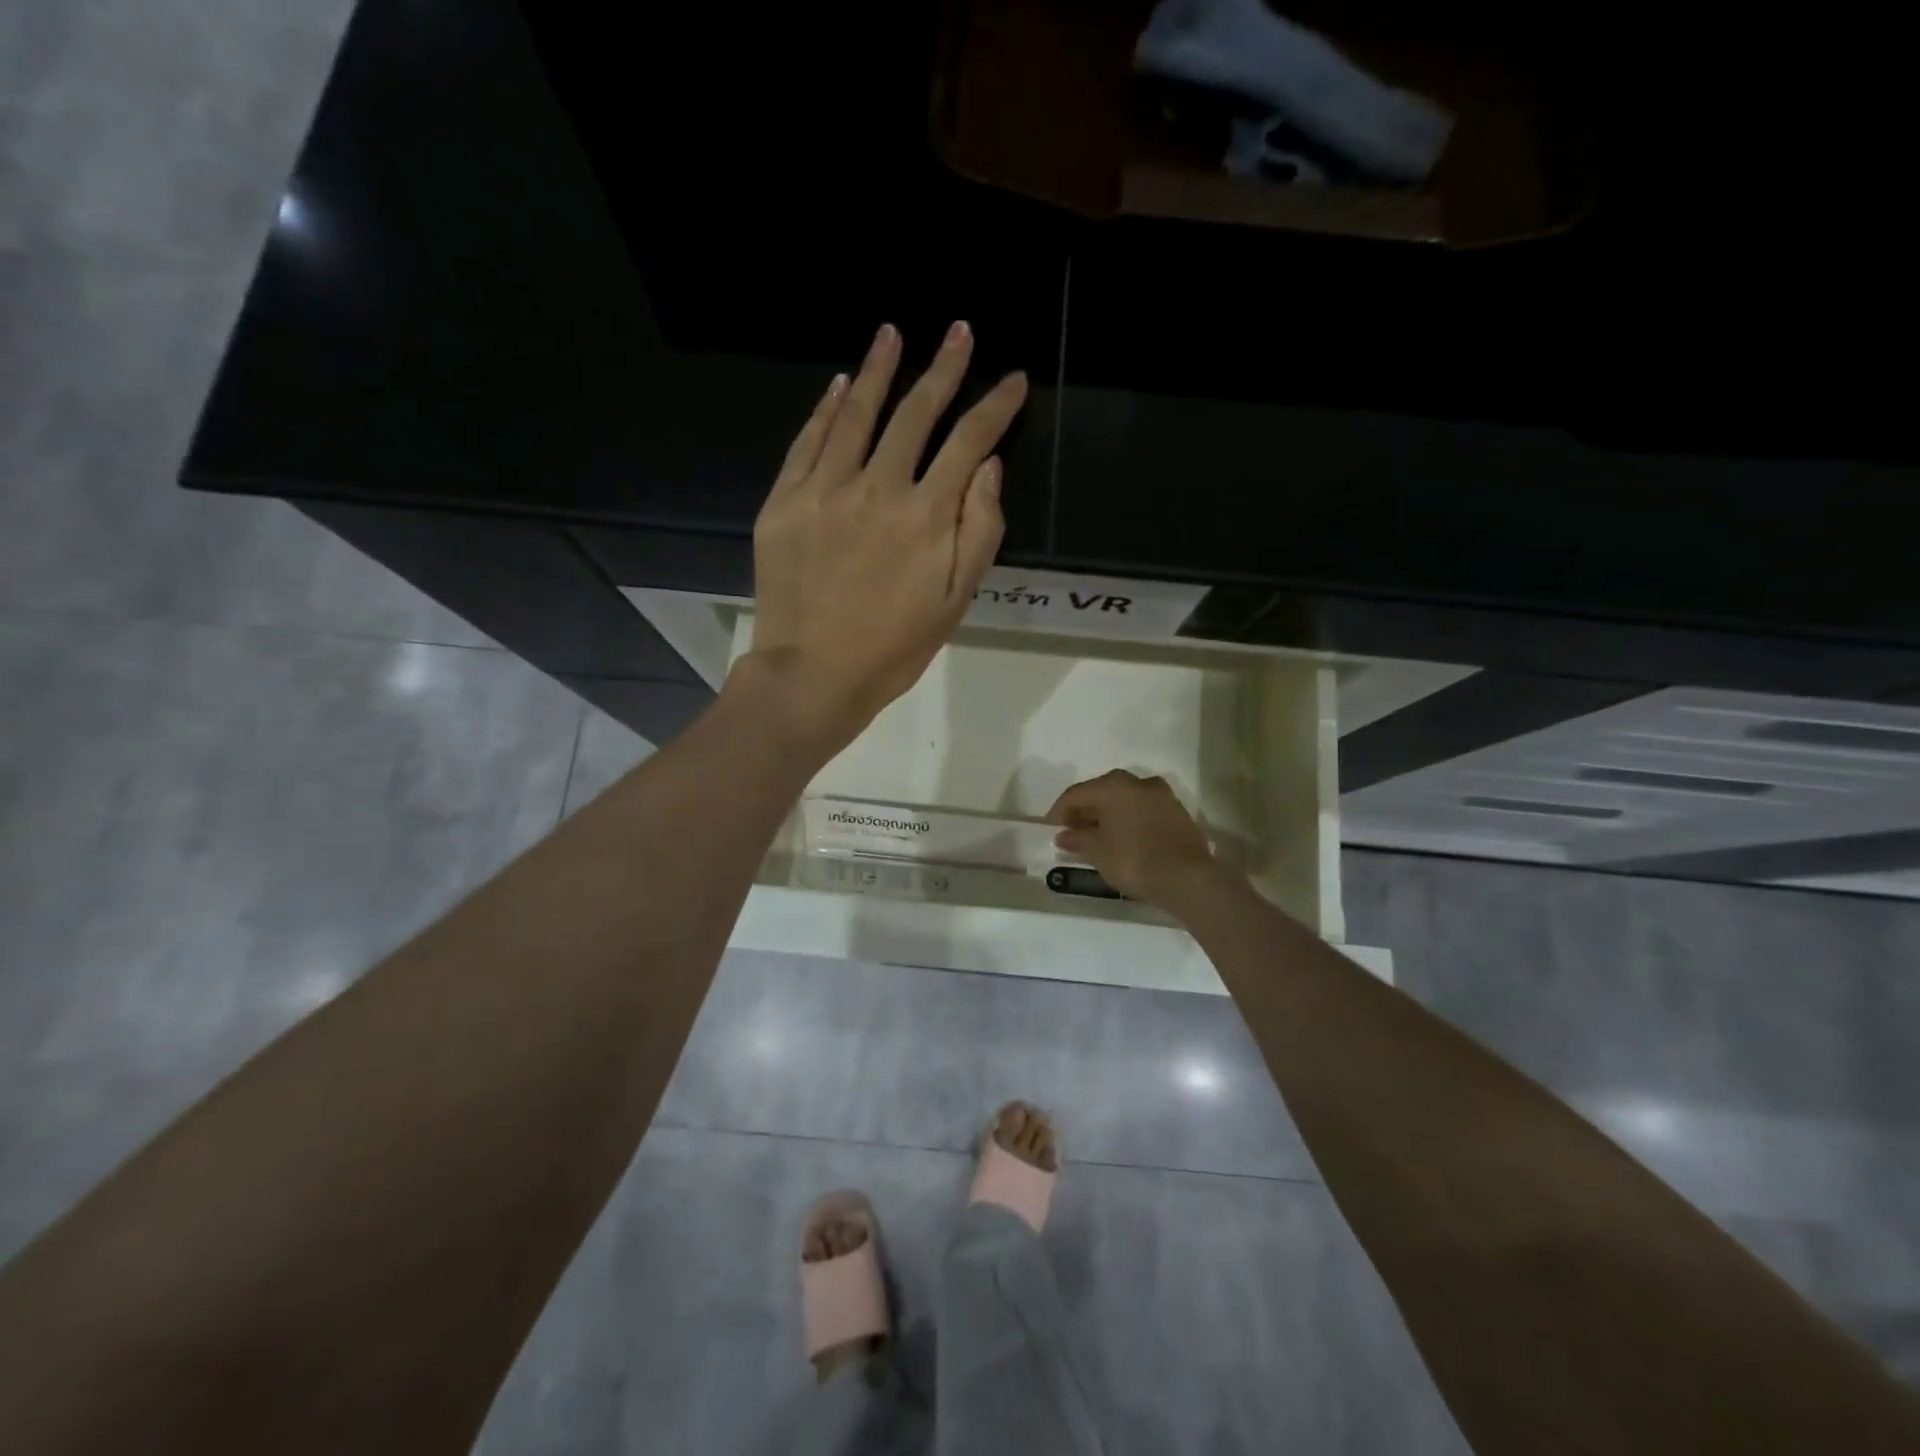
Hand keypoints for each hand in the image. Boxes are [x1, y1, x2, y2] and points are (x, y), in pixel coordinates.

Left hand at [744, 321, 1027, 752]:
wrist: (814, 674)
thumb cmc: (894, 646)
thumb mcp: (956, 601)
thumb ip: (980, 531)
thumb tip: (987, 466)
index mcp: (926, 514)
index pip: (969, 441)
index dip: (995, 407)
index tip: (1012, 380)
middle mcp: (877, 487)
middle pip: (916, 414)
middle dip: (943, 368)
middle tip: (958, 331)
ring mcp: (825, 489)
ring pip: (857, 414)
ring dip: (880, 370)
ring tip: (892, 333)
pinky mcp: (785, 501)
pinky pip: (808, 441)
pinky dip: (827, 409)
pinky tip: (841, 385)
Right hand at [1048, 770, 1223, 907]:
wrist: (1187, 878)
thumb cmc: (1133, 860)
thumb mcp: (1098, 852)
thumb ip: (1078, 839)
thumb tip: (1064, 835)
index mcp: (1113, 786)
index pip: (1076, 793)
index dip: (1060, 811)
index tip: (1052, 829)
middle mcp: (1138, 783)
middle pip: (1102, 791)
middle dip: (1086, 810)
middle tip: (1074, 831)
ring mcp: (1162, 795)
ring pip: (1126, 798)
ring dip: (1109, 813)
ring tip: (1099, 835)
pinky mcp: (1177, 812)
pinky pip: (1144, 809)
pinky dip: (1130, 818)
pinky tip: (1125, 838)